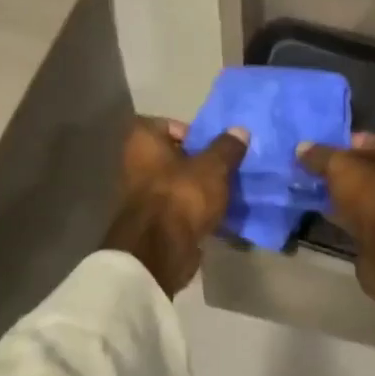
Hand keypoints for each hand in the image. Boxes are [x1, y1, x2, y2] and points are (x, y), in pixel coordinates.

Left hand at [103, 117, 248, 294]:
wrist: (159, 251)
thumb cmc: (182, 196)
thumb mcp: (213, 167)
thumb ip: (227, 147)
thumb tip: (240, 130)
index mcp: (142, 140)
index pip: (170, 124)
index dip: (194, 133)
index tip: (214, 147)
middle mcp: (134, 162)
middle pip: (174, 154)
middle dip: (199, 161)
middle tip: (225, 167)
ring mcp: (140, 193)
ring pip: (177, 182)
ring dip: (198, 186)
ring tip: (225, 191)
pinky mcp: (150, 220)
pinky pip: (177, 205)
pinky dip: (193, 208)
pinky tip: (215, 213)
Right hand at [296, 133, 374, 313]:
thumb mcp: (341, 167)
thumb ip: (320, 155)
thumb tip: (302, 147)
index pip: (369, 140)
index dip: (341, 144)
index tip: (316, 152)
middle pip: (369, 167)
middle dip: (341, 171)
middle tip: (311, 172)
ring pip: (366, 193)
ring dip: (343, 194)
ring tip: (313, 191)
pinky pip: (364, 215)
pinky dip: (347, 214)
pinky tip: (325, 213)